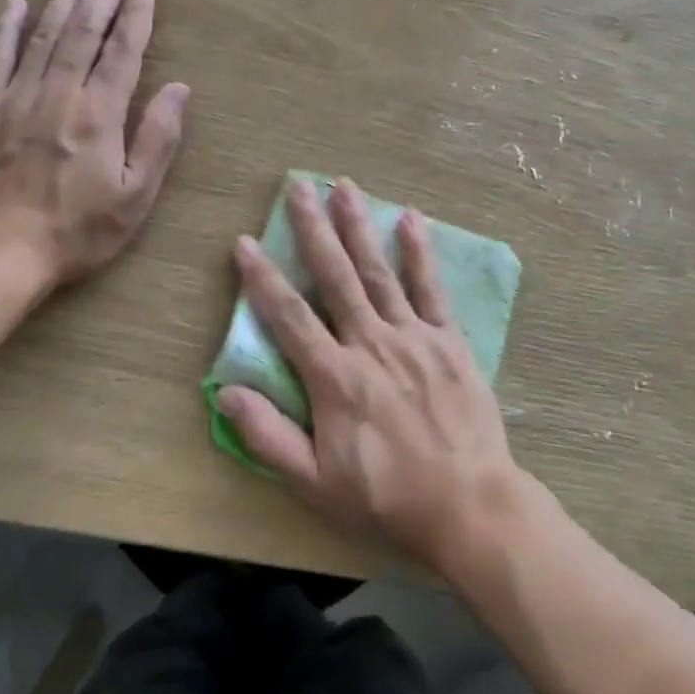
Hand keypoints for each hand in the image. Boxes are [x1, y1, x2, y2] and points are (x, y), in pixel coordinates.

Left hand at [0, 0, 189, 293]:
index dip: (136, 17)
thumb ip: (158, 138)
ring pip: (42, 35)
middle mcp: (59, 94)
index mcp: (100, 114)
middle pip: (83, 32)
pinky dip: (5, 28)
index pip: (123, 52)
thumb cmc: (77, 231)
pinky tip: (14, 3)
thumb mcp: (136, 196)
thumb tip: (180, 89)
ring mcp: (14, 98)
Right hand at [219, 178, 523, 574]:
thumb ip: (269, 437)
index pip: (289, 316)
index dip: (262, 278)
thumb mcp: (315, 484)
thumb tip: (225, 392)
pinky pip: (431, 289)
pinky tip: (411, 219)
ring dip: (360, 227)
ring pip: (379, 272)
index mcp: (334, 378)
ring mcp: (413, 337)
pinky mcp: (448, 340)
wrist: (468, 506)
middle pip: (335, 277)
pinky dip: (420, 252)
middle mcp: (371, 344)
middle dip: (314, 229)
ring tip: (345, 187)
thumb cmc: (387, 499)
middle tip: (299, 187)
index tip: (245, 242)